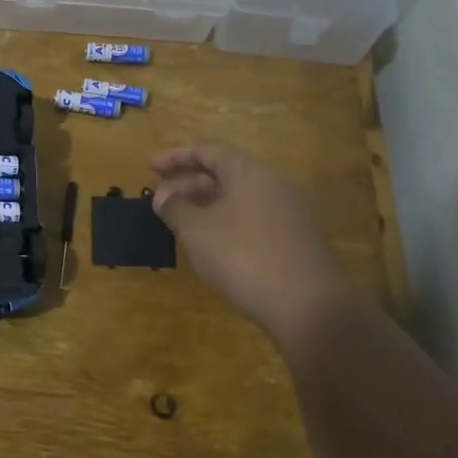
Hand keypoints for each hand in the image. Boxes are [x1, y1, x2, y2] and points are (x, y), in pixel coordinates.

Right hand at [150, 144, 350, 349]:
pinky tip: (212, 243)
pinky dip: (227, 220)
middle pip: (224, 172)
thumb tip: (163, 196)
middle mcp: (273, 183)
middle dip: (189, 183)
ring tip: (181, 222)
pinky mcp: (296, 238)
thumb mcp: (197, 231)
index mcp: (249, 172)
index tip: (149, 169)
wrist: (308, 306)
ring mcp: (289, 211)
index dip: (175, 157)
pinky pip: (253, 216)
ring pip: (239, 196)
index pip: (207, 151)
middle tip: (161, 201)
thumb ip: (175, 208)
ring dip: (206, 203)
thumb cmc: (243, 257)